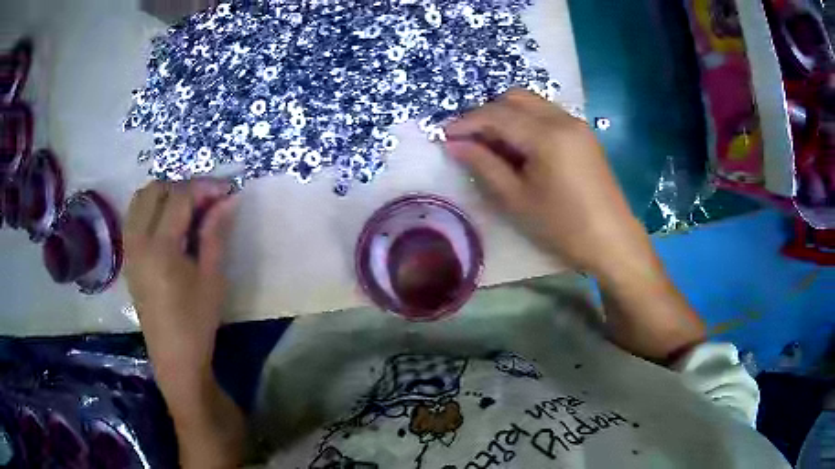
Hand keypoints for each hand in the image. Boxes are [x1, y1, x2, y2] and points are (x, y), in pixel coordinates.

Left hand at [124, 179, 236, 397]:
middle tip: (207, 200)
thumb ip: (216, 233)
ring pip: (140, 199)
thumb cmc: (196, 322)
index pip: (179, 197)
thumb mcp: (212, 278)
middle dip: (183, 186)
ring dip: (165, 194)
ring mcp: (129, 248)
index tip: (227, 190)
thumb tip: (229, 198)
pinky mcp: (128, 257)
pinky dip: (152, 207)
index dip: (204, 187)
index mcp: (160, 248)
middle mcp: (138, 241)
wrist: (174, 358)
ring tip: (188, 208)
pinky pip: (135, 216)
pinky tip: (170, 224)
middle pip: (155, 189)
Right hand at [444, 89, 658, 282]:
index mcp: (546, 135)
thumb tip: (455, 144)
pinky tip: (521, 147)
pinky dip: (527, 121)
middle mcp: (562, 119)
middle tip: (470, 140)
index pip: (496, 114)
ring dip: (507, 115)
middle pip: (515, 98)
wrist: (613, 241)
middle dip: (487, 113)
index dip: (467, 122)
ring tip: (493, 144)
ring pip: (532, 103)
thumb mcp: (517, 200)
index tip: (445, 136)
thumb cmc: (563, 226)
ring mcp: (576, 124)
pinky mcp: (584, 135)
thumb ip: (484, 165)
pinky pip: (548, 114)